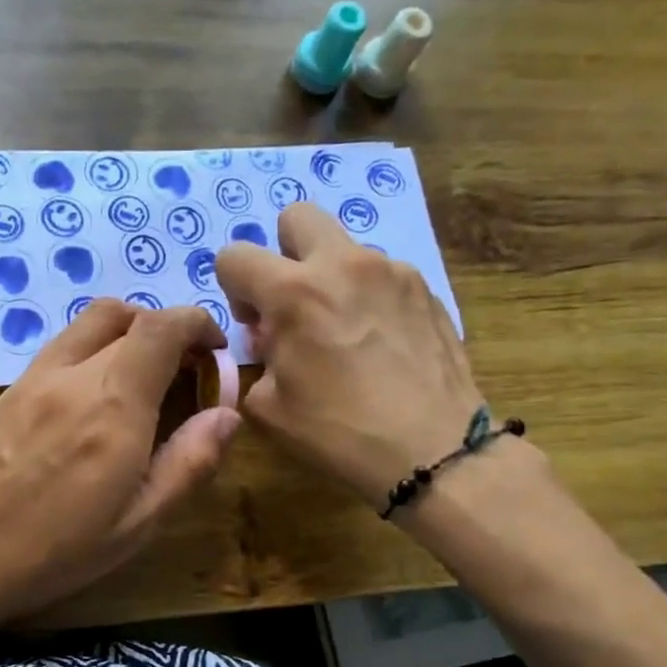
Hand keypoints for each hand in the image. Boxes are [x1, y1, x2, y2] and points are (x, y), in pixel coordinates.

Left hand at [0, 299, 239, 628]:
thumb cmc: (56, 550)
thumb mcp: (139, 521)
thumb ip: (189, 461)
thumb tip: (227, 414)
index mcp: (114, 405)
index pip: (162, 326)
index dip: (198, 324)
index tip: (216, 350)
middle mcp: (74, 375)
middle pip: (129, 316)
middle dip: (169, 331)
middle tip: (186, 370)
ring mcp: (36, 377)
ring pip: (91, 321)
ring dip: (129, 331)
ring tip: (145, 376)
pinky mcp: (11, 389)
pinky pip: (64, 344)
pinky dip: (95, 346)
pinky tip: (98, 393)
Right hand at [214, 202, 484, 506]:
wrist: (433, 449)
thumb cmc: (340, 432)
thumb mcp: (269, 408)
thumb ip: (258, 359)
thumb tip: (271, 340)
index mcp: (294, 292)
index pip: (235, 255)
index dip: (233, 287)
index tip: (255, 324)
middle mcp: (342, 265)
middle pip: (296, 217)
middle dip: (283, 252)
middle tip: (294, 302)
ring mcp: (391, 270)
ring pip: (344, 249)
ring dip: (330, 278)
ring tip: (345, 332)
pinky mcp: (425, 287)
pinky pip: (381, 275)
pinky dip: (368, 297)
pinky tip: (380, 344)